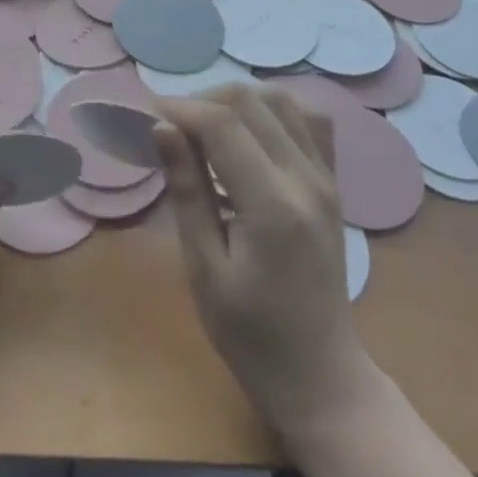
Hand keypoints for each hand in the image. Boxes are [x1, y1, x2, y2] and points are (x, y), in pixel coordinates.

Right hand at [154, 86, 379, 444]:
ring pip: (281, 100)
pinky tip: (247, 133)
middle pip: (252, 101)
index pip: (223, 124)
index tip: (145, 114)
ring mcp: (326, 178)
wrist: (320, 376)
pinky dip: (272, 111)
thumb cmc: (251, 336)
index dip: (180, 108)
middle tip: (169, 127)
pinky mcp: (332, 183)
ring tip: (203, 129)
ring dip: (236, 102)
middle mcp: (307, 179)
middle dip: (202, 101)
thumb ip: (187, 192)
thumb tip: (162, 128)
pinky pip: (308, 121)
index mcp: (273, 206)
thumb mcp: (204, 271)